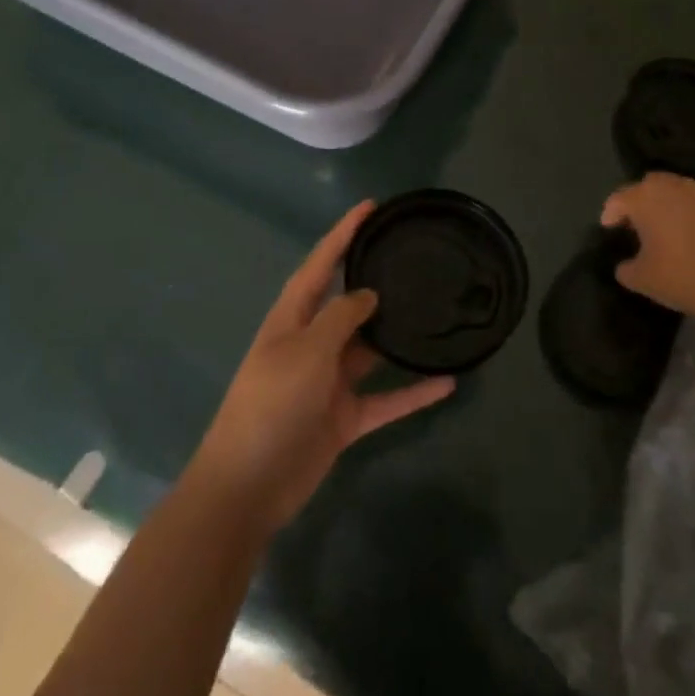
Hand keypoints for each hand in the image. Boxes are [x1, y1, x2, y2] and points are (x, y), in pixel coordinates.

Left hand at [187, 202, 455, 533]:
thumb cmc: (270, 405)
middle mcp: (311, 344)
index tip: (370, 207)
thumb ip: (340, 318)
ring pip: (371, 350)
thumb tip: (368, 294)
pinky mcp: (344, 418)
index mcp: (292, 320)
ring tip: (435, 312)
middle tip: (411, 257)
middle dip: (374, 280)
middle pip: (348, 304)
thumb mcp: (306, 351)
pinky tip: (447, 382)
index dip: (342, 234)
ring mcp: (328, 382)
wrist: (247, 488)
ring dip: (398, 337)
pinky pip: (385, 399)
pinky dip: (412, 392)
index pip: (319, 265)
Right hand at [601, 173, 694, 322]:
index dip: (610, 212)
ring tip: (668, 228)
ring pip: (680, 192)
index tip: (608, 227)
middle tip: (637, 223)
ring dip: (670, 205)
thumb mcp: (641, 280)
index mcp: (647, 199)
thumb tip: (625, 265)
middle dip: (640, 200)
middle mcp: (675, 188)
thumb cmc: (682, 277)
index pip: (619, 198)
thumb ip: (626, 268)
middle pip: (650, 185)